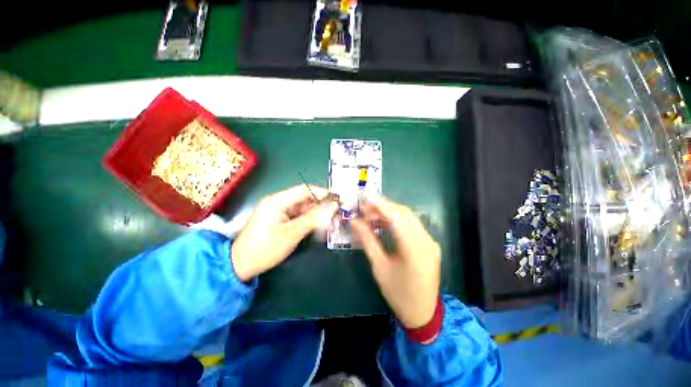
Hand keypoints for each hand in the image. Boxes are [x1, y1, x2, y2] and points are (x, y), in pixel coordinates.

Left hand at [231, 185, 338, 280]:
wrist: (240, 265)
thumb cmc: (266, 248)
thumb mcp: (293, 233)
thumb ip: (314, 218)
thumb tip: (333, 207)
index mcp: (278, 200)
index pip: (305, 189)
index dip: (322, 193)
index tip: (337, 200)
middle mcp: (277, 201)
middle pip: (304, 198)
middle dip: (320, 205)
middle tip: (335, 214)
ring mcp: (277, 210)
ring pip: (302, 207)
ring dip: (315, 213)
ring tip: (328, 221)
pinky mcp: (278, 218)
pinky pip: (296, 214)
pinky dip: (307, 219)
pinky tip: (316, 226)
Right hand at [350, 194, 440, 329]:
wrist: (423, 313)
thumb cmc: (398, 293)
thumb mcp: (379, 267)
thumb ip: (367, 240)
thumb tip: (354, 221)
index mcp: (414, 250)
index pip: (396, 218)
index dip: (380, 205)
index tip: (365, 197)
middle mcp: (426, 241)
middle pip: (404, 214)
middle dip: (383, 206)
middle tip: (365, 205)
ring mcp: (430, 241)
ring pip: (409, 217)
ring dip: (389, 212)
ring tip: (370, 213)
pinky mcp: (429, 243)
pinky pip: (412, 225)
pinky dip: (396, 220)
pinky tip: (383, 222)